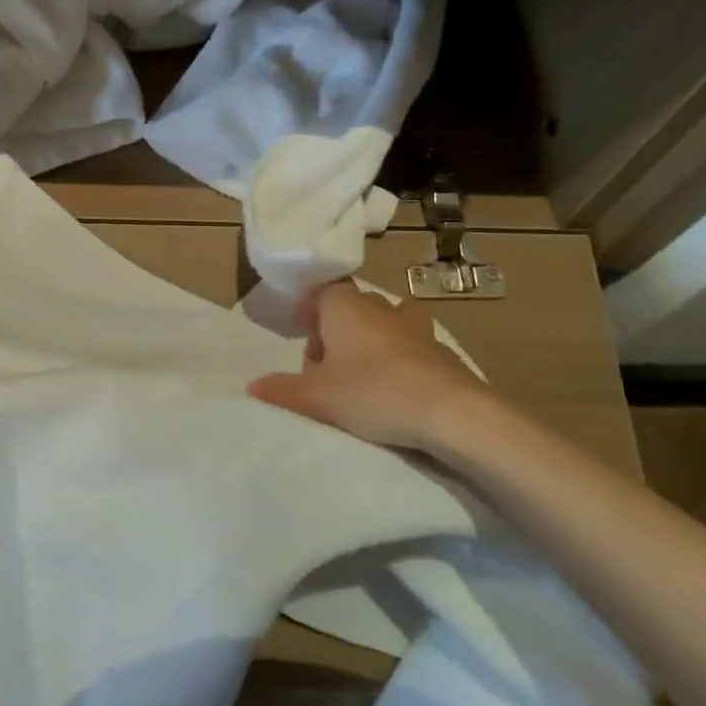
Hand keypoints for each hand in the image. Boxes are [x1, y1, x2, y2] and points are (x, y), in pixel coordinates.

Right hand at [248, 282, 502, 451]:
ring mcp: (415, 326)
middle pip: (350, 308)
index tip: (302, 336)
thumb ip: (283, 389)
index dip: (309, 311)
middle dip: (335, 332)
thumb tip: (253, 386)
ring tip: (362, 378)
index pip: (320, 291)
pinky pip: (410, 347)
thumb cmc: (374, 393)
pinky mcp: (441, 351)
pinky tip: (396, 392)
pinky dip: (399, 361)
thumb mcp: (317, 397)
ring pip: (383, 324)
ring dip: (369, 343)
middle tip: (325, 370)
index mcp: (345, 305)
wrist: (453, 413)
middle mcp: (380, 306)